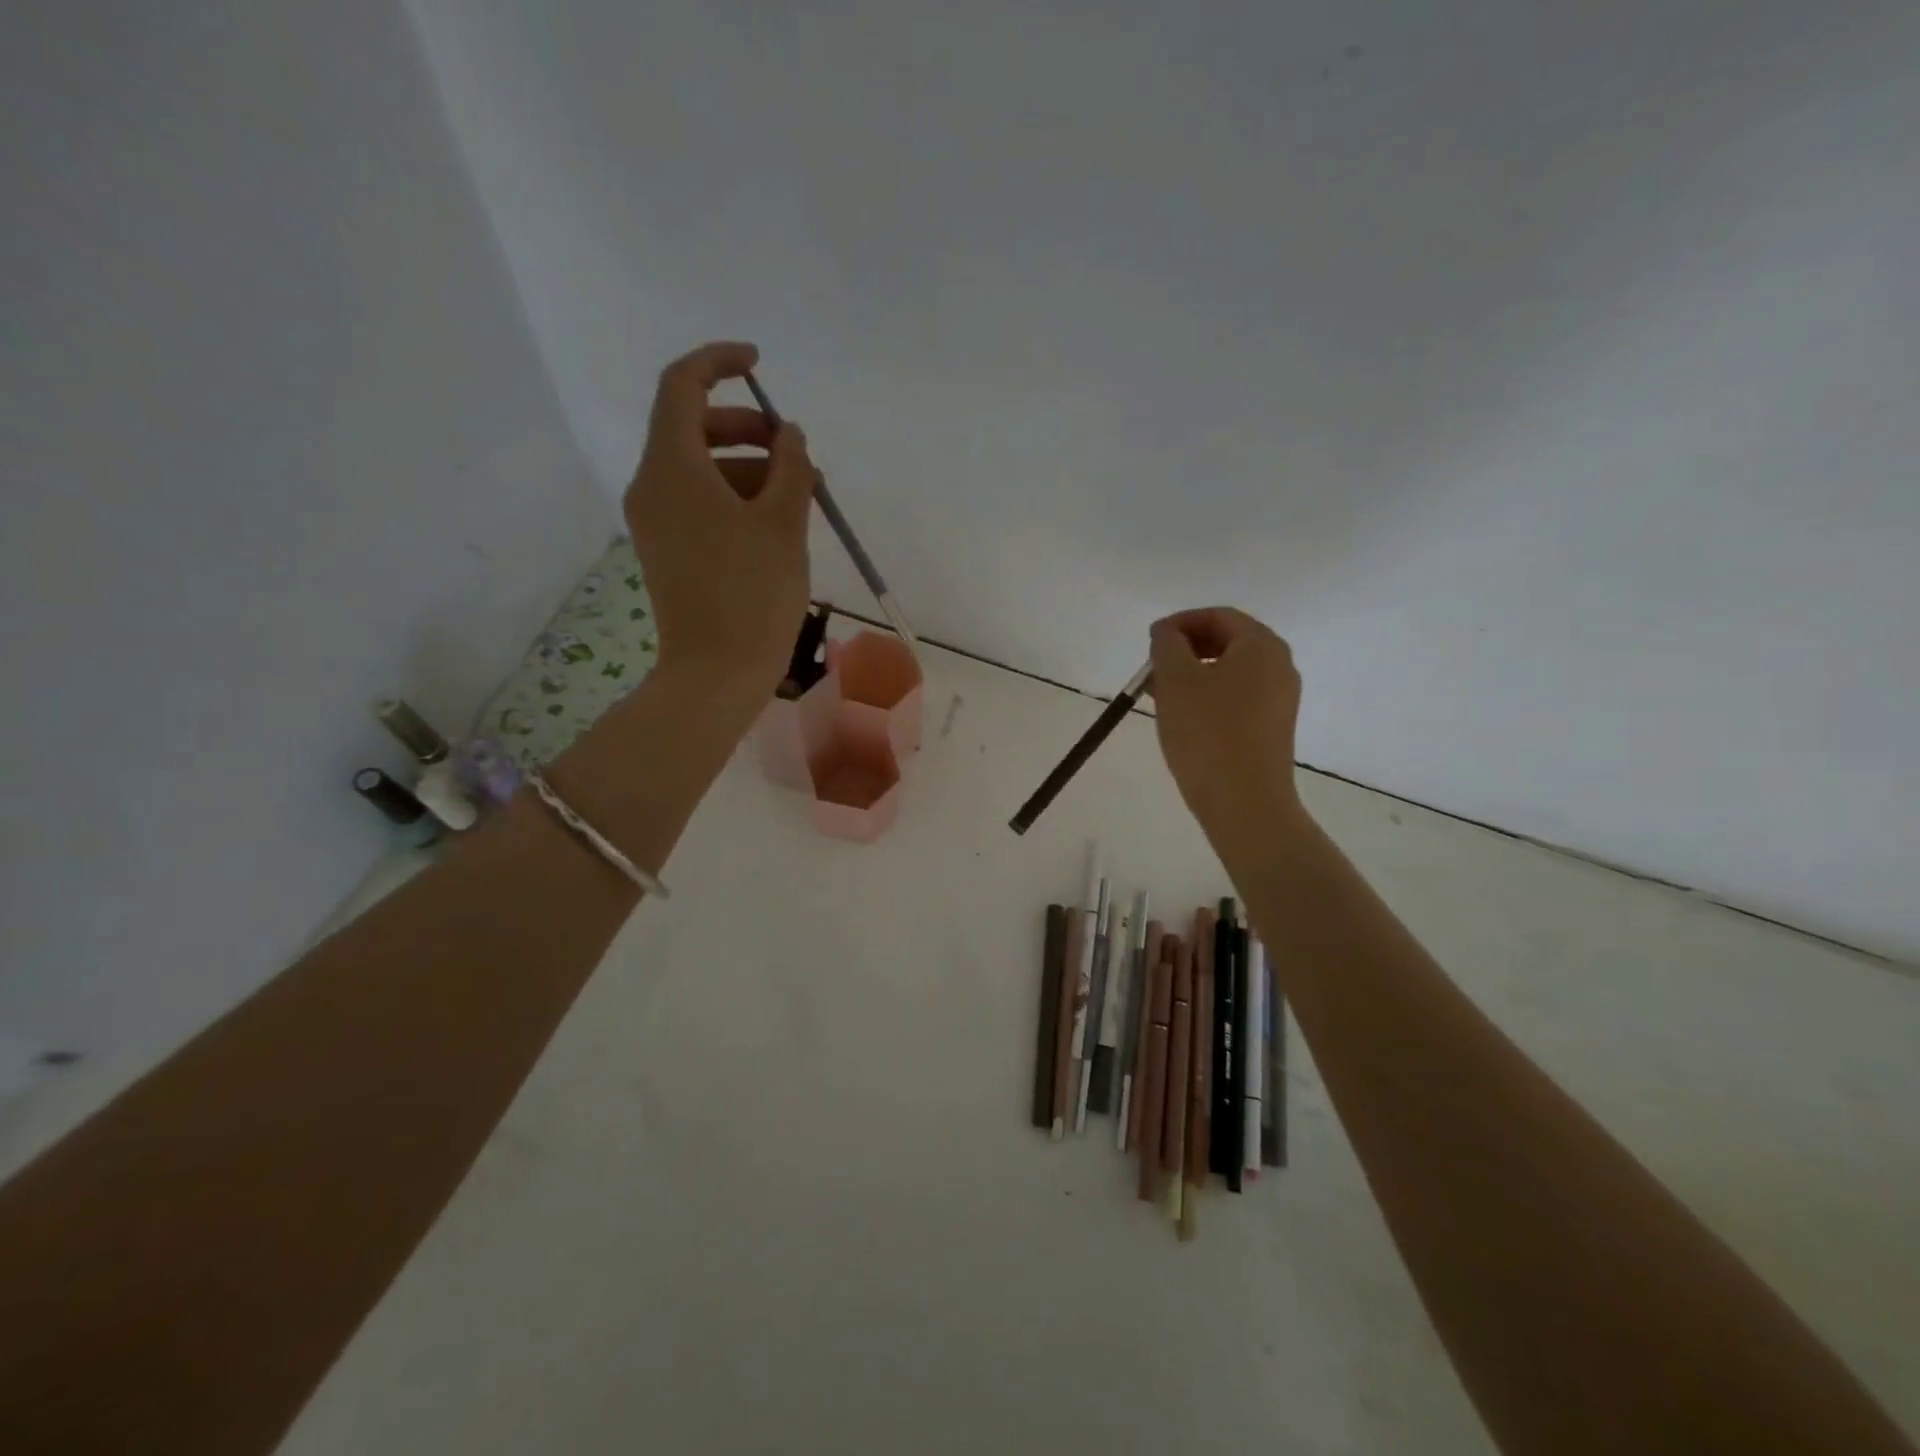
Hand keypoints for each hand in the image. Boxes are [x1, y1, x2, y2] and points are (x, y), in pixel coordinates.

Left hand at [625, 342, 815, 701]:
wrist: (716, 674)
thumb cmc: (752, 594)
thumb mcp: (784, 523)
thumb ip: (790, 466)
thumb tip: (789, 435)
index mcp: (672, 467)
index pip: (682, 385)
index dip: (718, 362)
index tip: (759, 364)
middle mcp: (652, 486)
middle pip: (692, 428)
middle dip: (747, 427)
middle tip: (795, 451)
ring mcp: (656, 522)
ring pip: (700, 470)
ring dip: (749, 468)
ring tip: (801, 495)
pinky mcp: (667, 551)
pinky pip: (699, 504)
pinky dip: (735, 498)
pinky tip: (776, 524)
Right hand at [1148, 607, 1303, 833]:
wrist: (1244, 802)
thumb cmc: (1207, 733)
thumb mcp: (1175, 679)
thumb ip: (1167, 645)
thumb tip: (1167, 634)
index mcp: (1261, 645)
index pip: (1217, 616)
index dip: (1178, 623)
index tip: (1149, 642)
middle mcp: (1279, 665)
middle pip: (1227, 641)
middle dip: (1185, 649)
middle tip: (1152, 669)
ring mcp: (1280, 699)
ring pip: (1230, 671)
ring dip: (1192, 674)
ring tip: (1159, 695)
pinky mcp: (1273, 727)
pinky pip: (1237, 697)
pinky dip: (1208, 696)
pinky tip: (1182, 717)